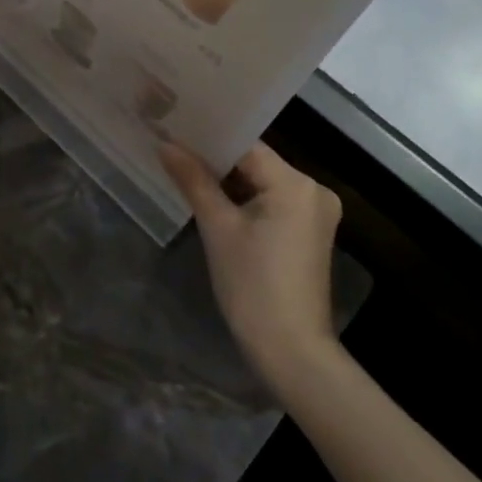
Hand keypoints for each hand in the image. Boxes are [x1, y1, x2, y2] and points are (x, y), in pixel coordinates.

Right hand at [161, 141, 342, 389]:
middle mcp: (313, 190)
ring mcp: (316, 213)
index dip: (209, 137)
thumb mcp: (217, 228)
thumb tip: (165, 144)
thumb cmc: (252, 286)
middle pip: (256, 162)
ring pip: (263, 182)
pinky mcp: (310, 232)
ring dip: (230, 181)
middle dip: (217, 160)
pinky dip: (247, 201)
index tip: (175, 129)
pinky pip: (273, 202)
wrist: (291, 352)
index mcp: (295, 183)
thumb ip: (193, 180)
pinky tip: (215, 200)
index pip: (245, 145)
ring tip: (187, 170)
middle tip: (174, 148)